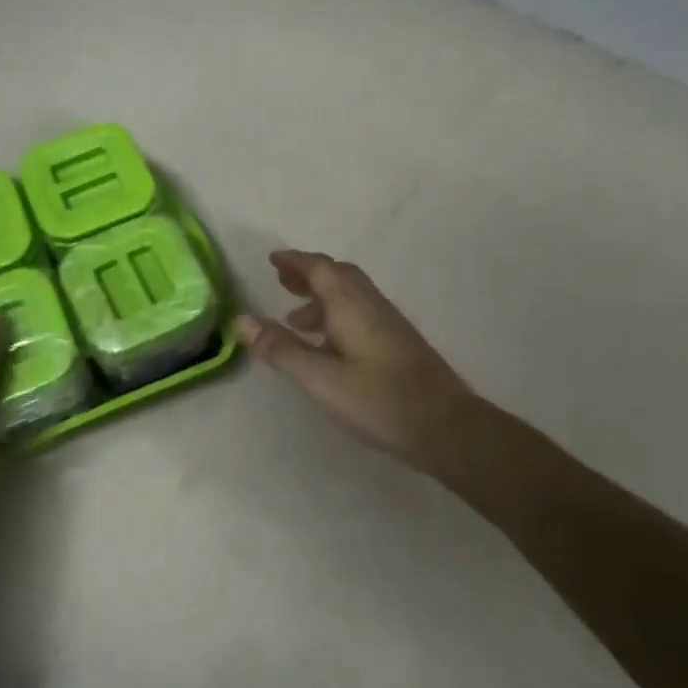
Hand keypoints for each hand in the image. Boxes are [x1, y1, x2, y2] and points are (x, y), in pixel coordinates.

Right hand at [237, 249, 484, 479]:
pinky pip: (361, 312)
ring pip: (351, 295)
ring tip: (296, 319)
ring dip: (322, 296)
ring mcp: (389, 322)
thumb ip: (281, 348)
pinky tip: (330, 345)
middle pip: (338, 275)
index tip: (272, 260)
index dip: (295, 261)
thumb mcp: (320, 378)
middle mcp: (371, 305)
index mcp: (350, 305)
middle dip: (309, 274)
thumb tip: (241, 319)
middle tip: (282, 281)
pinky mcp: (399, 342)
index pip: (319, 268)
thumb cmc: (379, 400)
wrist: (446, 427)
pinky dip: (337, 314)